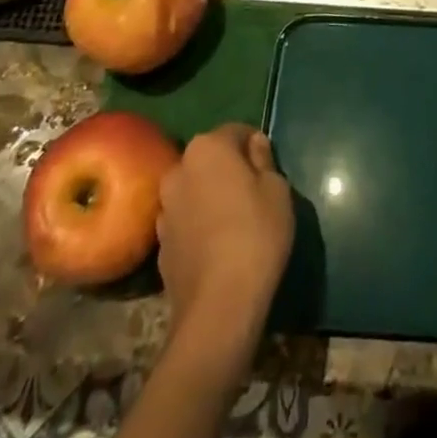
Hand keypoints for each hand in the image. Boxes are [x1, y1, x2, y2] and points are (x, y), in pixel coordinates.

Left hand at [157, 124, 293, 380]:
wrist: (218, 305)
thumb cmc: (256, 233)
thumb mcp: (277, 189)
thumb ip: (264, 159)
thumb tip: (253, 145)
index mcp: (207, 148)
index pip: (236, 131)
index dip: (255, 146)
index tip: (269, 168)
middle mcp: (178, 170)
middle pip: (210, 159)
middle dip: (229, 169)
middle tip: (254, 193)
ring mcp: (164, 208)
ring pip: (195, 190)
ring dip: (211, 197)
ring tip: (235, 222)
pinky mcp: (159, 244)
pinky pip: (185, 221)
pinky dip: (199, 225)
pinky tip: (218, 247)